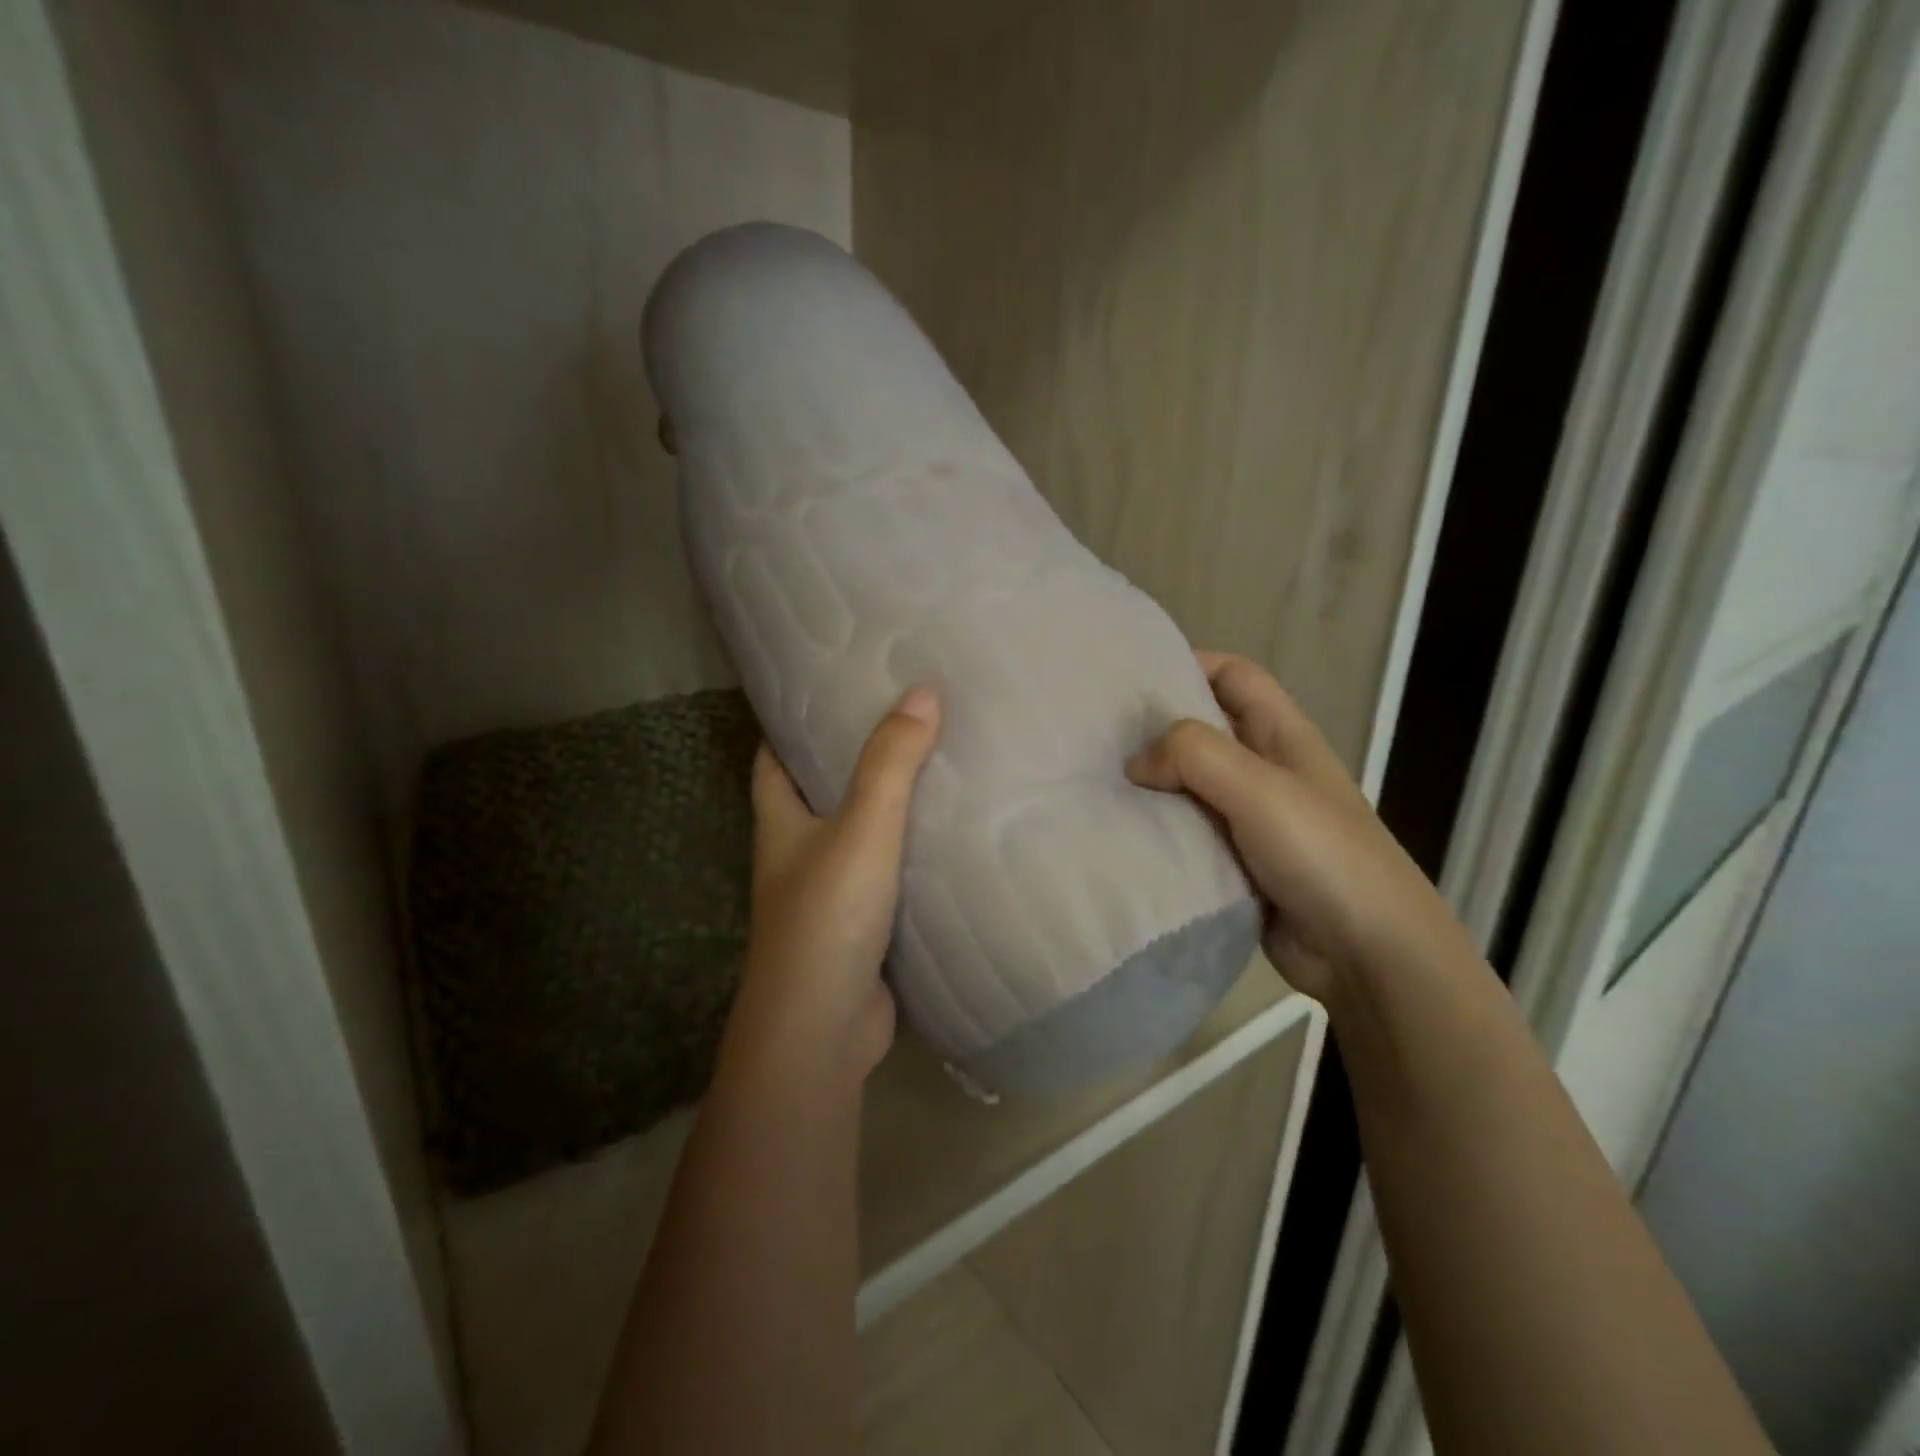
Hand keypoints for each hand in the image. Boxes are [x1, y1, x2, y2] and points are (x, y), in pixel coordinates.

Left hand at [734, 686, 940, 1077]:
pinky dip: (909, 853)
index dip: (791, 721)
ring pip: (856, 833)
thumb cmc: (828, 917)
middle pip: (818, 791)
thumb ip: (891, 763)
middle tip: (902, 716)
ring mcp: (828, 893)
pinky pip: (887, 874)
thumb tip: (923, 691)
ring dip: (887, 805)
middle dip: (850, 756)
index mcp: (780, 821)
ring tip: (936, 763)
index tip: (831, 687)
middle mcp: (797, 853)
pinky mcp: (861, 926)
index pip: (772, 756)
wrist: (821, 1030)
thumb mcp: (862, 828)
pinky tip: (948, 836)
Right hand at [1127, 651, 1460, 1004]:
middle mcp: (1264, 769)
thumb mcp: (1259, 787)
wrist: (1368, 953)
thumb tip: (1136, 762)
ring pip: (1188, 785)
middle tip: (1097, 732)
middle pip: (1203, 730)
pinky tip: (1119, 833)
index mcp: (1282, 735)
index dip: (1189, 663)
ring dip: (1150, 784)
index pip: (1234, 675)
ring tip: (1095, 782)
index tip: (1132, 675)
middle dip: (1155, 727)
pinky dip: (1156, 829)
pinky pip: (1186, 833)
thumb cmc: (1322, 853)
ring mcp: (1249, 818)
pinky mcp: (1234, 862)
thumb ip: (1195, 755)